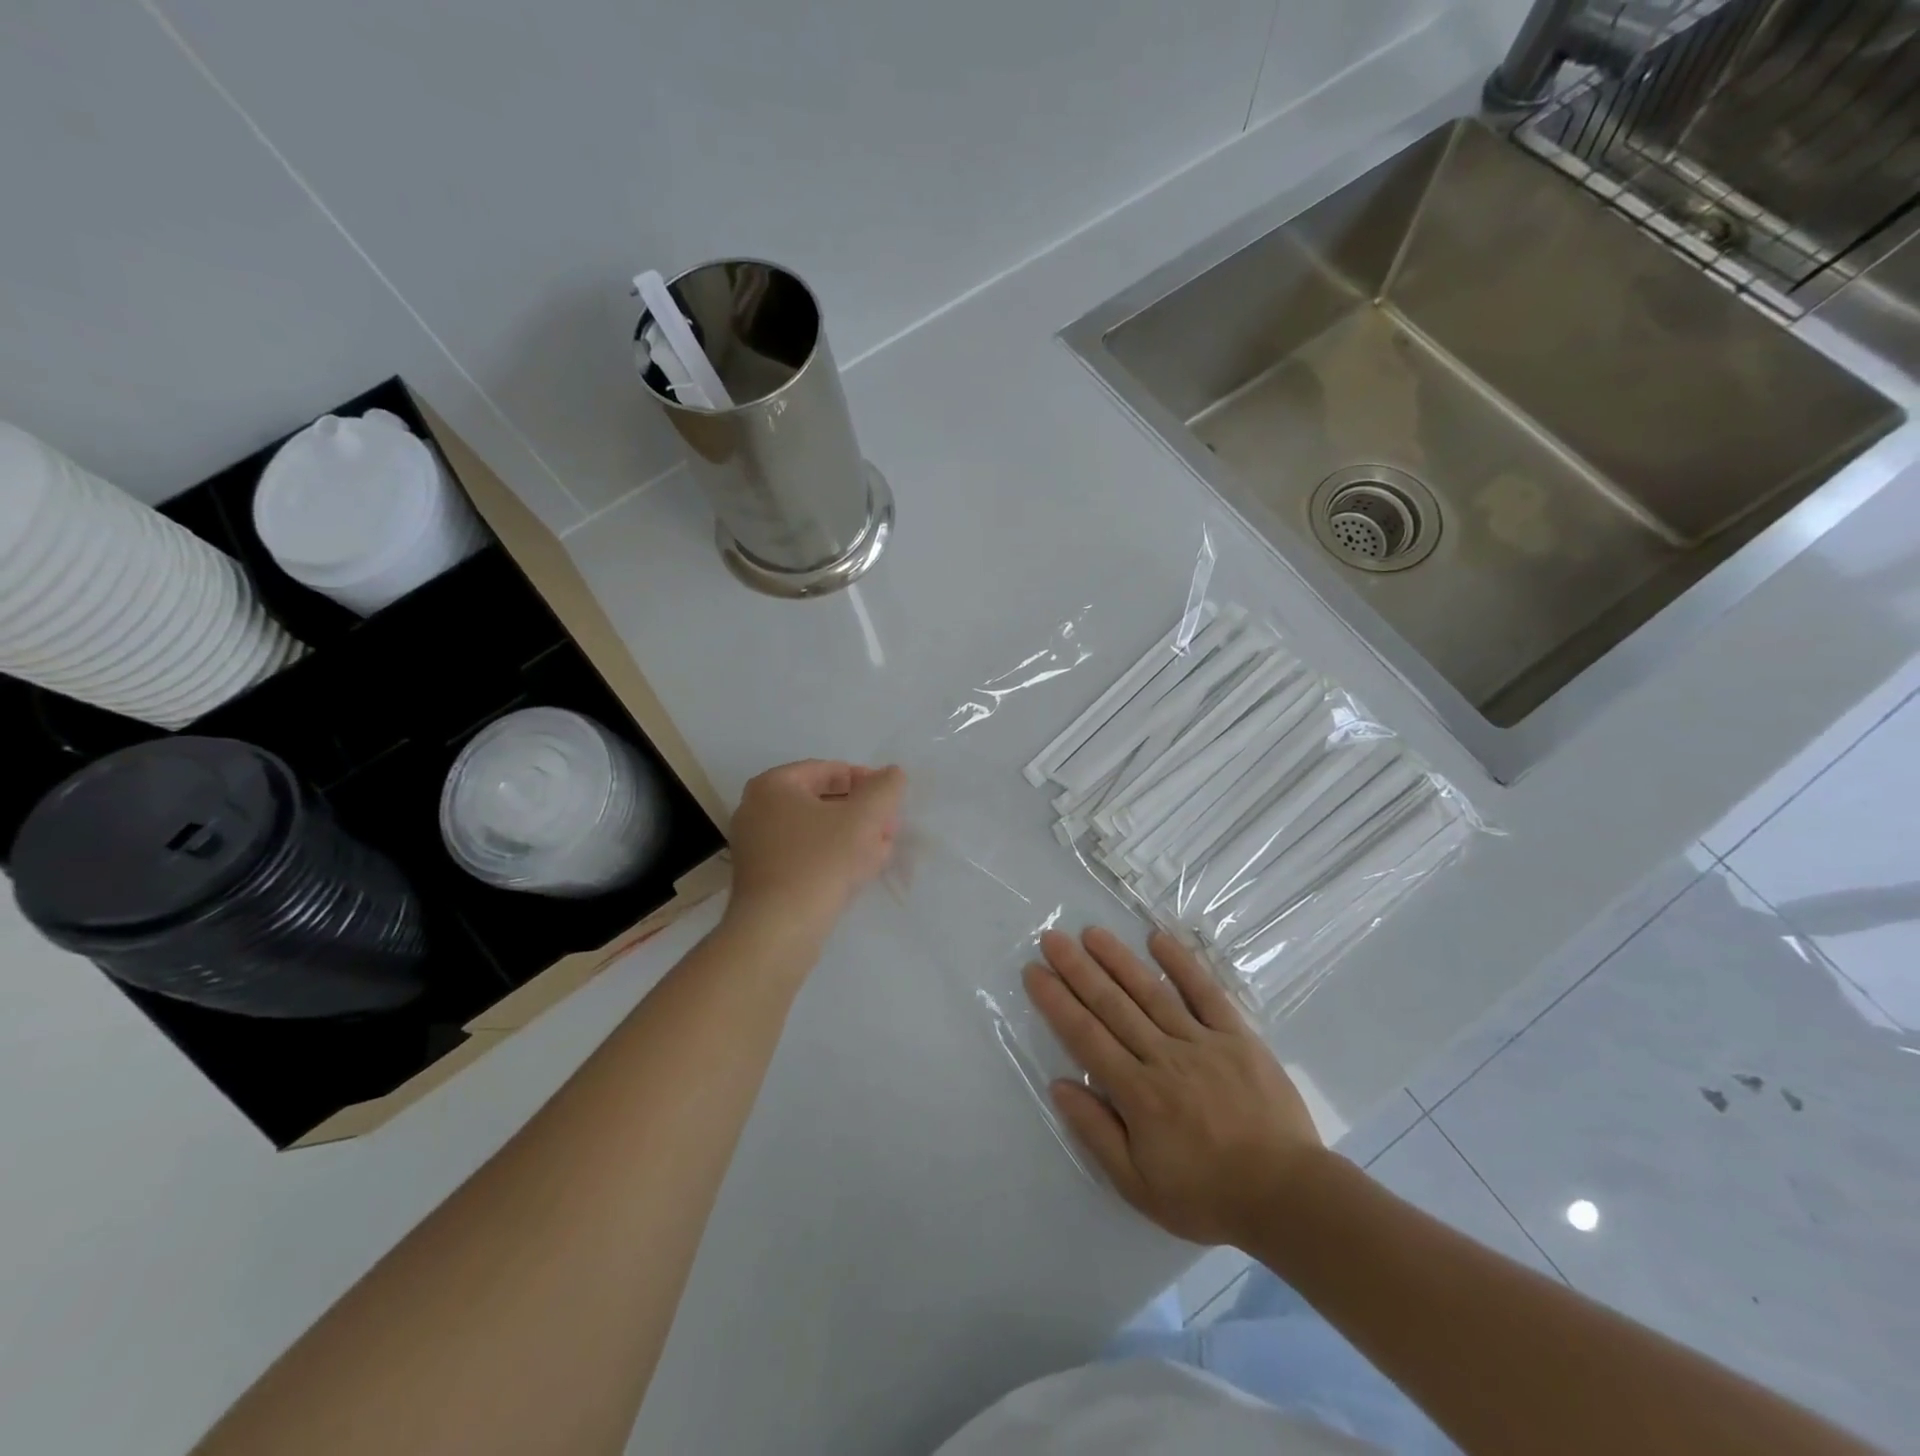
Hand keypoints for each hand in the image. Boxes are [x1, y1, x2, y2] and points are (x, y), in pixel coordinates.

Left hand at [725, 760, 904, 932]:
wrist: (778, 930)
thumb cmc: (819, 862)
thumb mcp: (863, 818)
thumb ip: (884, 788)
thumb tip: (893, 774)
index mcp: (772, 786)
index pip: (827, 770)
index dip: (865, 780)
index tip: (889, 799)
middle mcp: (756, 810)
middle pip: (821, 801)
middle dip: (860, 812)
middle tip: (888, 827)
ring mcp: (756, 846)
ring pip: (815, 831)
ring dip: (852, 836)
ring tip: (881, 850)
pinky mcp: (762, 878)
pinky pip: (804, 856)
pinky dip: (832, 857)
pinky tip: (860, 872)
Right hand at [1025, 927, 1324, 1248]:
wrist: (1289, 1197)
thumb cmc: (1207, 1195)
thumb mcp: (1138, 1186)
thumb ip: (1097, 1133)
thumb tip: (1060, 1085)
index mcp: (1138, 1093)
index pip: (1086, 1036)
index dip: (1056, 1002)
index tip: (1034, 972)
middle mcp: (1164, 1056)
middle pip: (1112, 1005)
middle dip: (1078, 970)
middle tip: (1052, 938)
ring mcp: (1202, 1041)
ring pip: (1151, 992)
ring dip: (1119, 960)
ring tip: (1092, 933)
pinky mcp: (1237, 1036)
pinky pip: (1206, 993)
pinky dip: (1182, 964)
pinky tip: (1158, 938)